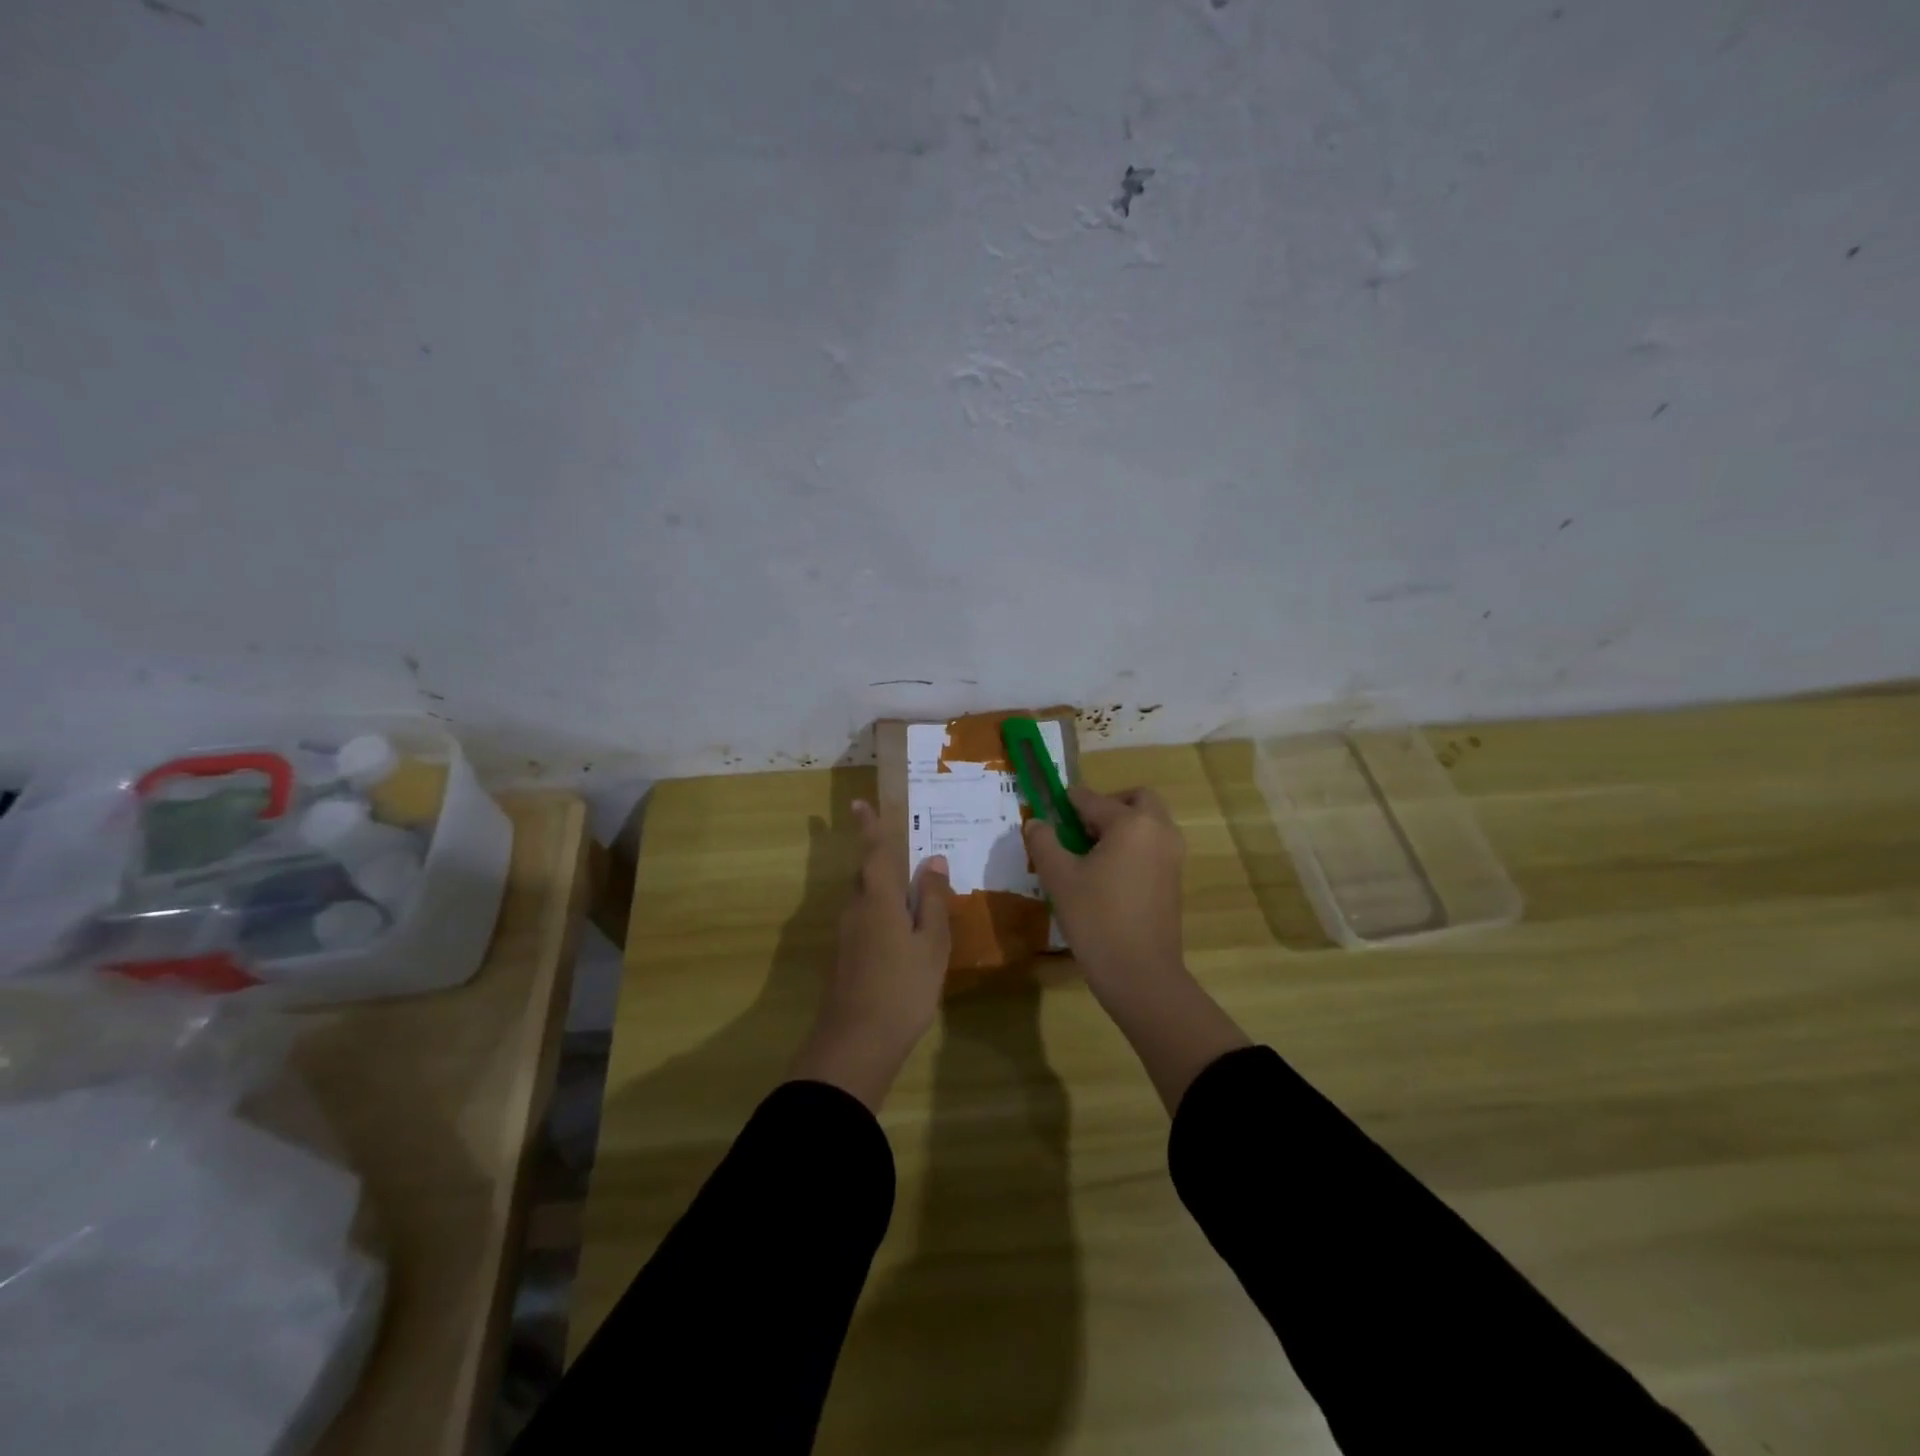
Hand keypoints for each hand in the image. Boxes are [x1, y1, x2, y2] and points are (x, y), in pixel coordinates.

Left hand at [789, 799, 951, 1110]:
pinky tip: (900, 940)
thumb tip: (933, 860)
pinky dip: (880, 919)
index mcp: (877, 900)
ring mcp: (844, 936)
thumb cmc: (902, 989)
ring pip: (864, 902)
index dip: (869, 827)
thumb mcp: (931, 944)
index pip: (874, 853)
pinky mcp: (842, 958)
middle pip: (867, 877)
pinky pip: (863, 923)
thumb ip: (931, 900)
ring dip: (883, 895)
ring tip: (912, 903)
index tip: (858, 803)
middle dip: (882, 865)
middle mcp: (854, 910)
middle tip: (910, 864)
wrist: (855, 1044)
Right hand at [1027, 785, 1248, 1113]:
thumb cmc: (1096, 919)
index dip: (1067, 803)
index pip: (1093, 799)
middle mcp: (1159, 830)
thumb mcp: (1059, 878)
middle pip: (1135, 799)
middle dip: (1107, 805)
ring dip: (1121, 825)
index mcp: (1131, 823)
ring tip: (1088, 854)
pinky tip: (1106, 874)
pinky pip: (1152, 845)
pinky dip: (1132, 846)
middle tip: (1079, 828)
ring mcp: (1172, 855)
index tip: (1049, 811)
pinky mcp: (1174, 879)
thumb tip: (1036, 823)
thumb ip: (1044, 842)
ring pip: (1147, 822)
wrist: (1141, 974)